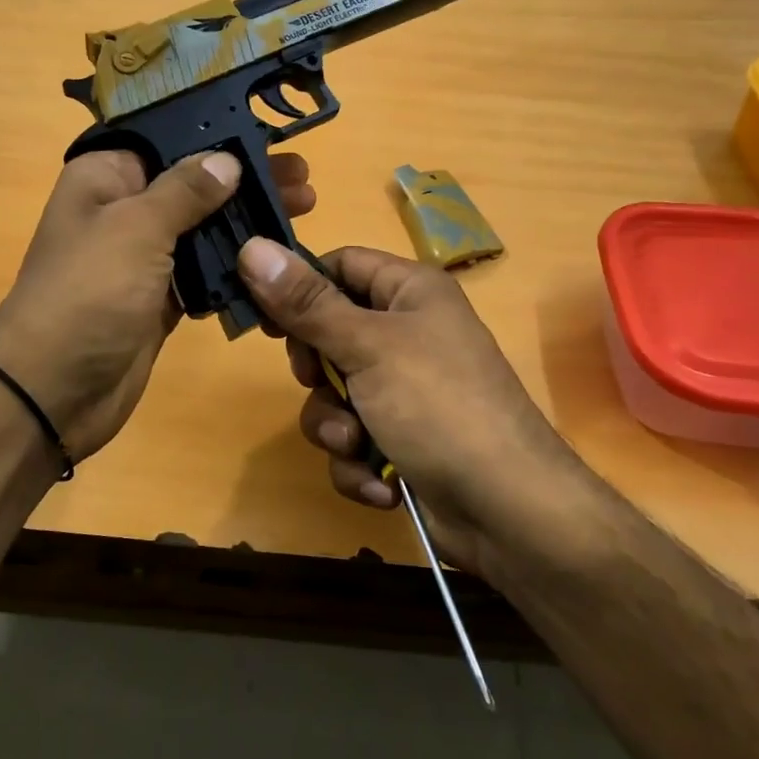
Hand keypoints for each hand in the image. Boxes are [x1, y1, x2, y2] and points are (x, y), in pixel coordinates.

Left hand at [0, 150, 314, 461]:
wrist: (54, 393)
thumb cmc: (88, 295)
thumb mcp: (136, 229)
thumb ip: (185, 191)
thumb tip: (227, 159)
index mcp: (105, 177)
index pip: (165, 138)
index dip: (214, 133)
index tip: (266, 133)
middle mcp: (124, 210)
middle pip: (193, 183)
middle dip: (245, 179)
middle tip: (301, 178)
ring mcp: (144, 258)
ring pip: (204, 228)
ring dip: (247, 221)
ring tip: (300, 211)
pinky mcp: (162, 298)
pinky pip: (205, 272)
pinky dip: (236, 267)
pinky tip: (275, 259)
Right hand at [236, 239, 575, 570]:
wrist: (507, 511)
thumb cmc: (439, 406)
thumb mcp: (368, 347)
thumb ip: (306, 303)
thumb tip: (251, 247)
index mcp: (410, 292)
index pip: (340, 265)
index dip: (300, 286)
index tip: (263, 316)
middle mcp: (407, 334)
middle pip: (328, 333)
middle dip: (318, 373)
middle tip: (319, 382)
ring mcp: (405, 391)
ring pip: (334, 395)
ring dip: (336, 427)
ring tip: (358, 445)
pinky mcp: (400, 440)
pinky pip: (353, 440)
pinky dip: (359, 464)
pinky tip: (383, 484)